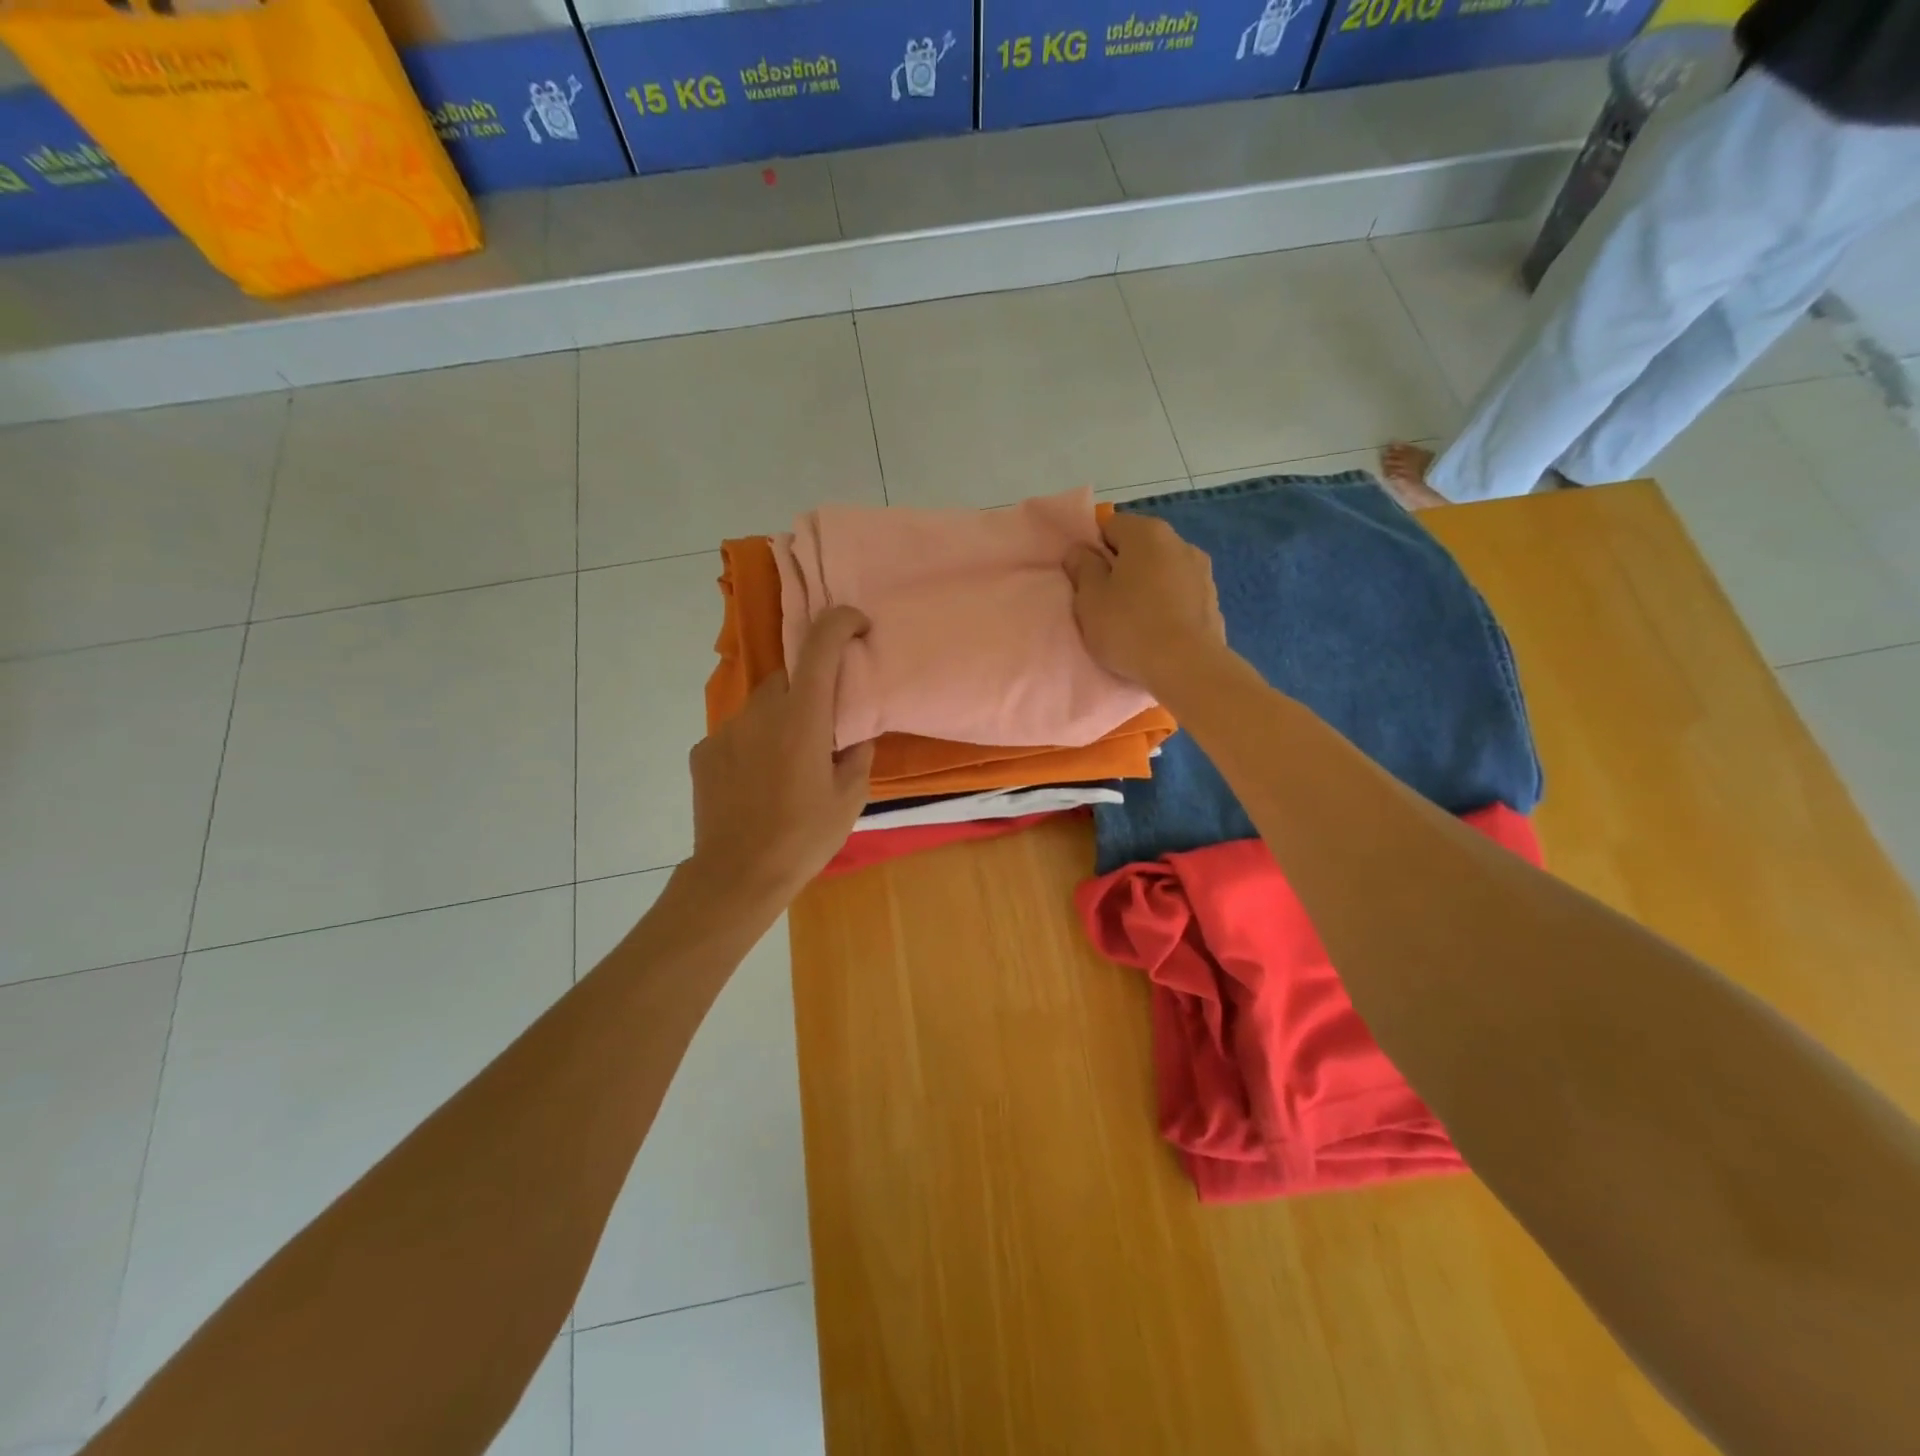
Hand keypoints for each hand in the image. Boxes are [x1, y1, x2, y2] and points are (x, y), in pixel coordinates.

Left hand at [687, 606, 874, 905]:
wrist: (737, 875)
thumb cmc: (804, 837)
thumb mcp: (850, 798)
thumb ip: (857, 753)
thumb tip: (854, 734)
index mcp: (802, 716)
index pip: (819, 645)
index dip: (841, 622)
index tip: (858, 626)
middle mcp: (760, 711)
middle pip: (789, 676)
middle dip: (811, 689)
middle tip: (824, 728)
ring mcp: (726, 730)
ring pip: (762, 706)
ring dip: (781, 719)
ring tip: (790, 764)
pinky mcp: (704, 751)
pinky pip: (738, 733)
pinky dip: (754, 744)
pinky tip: (758, 782)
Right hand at [1066, 513, 1225, 694]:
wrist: (1187, 667)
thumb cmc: (1129, 627)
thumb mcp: (1089, 598)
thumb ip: (1082, 567)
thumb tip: (1080, 551)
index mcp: (1146, 532)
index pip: (1110, 526)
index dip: (1093, 550)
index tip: (1086, 579)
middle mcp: (1179, 542)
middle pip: (1139, 547)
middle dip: (1121, 567)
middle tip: (1105, 601)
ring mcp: (1201, 570)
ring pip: (1161, 570)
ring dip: (1146, 586)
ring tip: (1134, 620)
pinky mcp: (1213, 599)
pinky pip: (1179, 594)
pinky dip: (1166, 604)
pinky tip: (1158, 630)